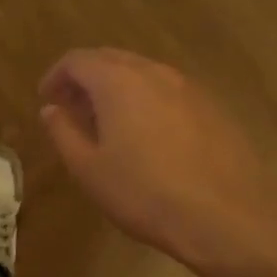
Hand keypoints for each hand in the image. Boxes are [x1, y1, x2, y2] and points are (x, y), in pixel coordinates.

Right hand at [39, 49, 276, 276]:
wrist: (230, 217)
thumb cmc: (146, 194)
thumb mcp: (89, 169)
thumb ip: (63, 132)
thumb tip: (51, 110)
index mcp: (117, 81)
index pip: (77, 60)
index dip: (56, 76)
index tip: (47, 99)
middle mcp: (153, 72)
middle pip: (110, 59)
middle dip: (86, 78)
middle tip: (72, 108)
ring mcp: (189, 88)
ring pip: (142, 73)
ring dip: (117, 88)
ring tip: (107, 123)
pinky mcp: (213, 108)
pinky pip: (168, 91)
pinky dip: (146, 100)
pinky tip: (148, 136)